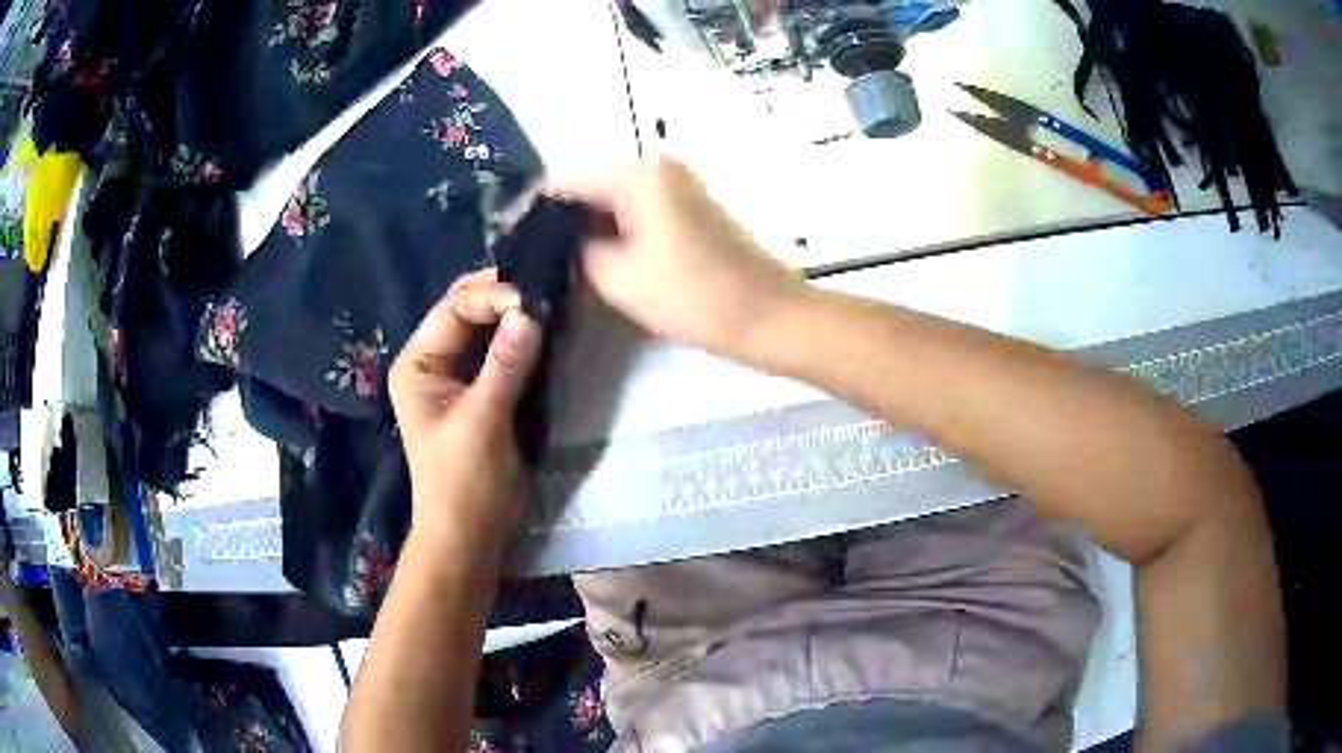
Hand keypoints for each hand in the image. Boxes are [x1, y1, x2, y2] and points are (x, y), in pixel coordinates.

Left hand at [389, 269, 542, 558]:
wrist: (469, 536)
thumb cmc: (465, 482)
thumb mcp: (483, 421)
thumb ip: (505, 365)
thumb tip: (530, 311)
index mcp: (417, 364)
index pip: (453, 310)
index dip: (492, 297)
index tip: (534, 299)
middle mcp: (433, 362)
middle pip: (467, 312)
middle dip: (503, 297)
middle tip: (547, 286)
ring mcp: (456, 376)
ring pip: (486, 330)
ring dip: (515, 315)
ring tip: (552, 300)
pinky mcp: (480, 392)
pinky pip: (500, 353)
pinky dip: (522, 340)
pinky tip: (547, 330)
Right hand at [551, 157, 802, 357]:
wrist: (767, 316)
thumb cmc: (692, 295)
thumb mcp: (616, 276)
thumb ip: (576, 250)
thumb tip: (560, 243)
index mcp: (638, 174)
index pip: (566, 182)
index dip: (534, 211)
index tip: (508, 239)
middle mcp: (658, 168)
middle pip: (592, 188)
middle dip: (561, 222)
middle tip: (529, 259)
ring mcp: (678, 187)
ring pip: (614, 203)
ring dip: (588, 230)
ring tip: (554, 264)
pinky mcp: (690, 209)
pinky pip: (637, 213)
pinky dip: (615, 233)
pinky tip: (594, 261)